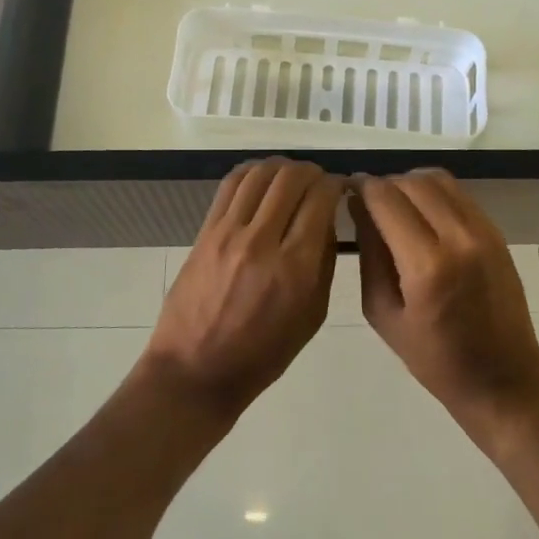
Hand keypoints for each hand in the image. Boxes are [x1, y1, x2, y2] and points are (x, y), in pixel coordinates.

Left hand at [142, 158, 341, 419]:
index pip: (321, 198)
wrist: (195, 371)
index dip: (337, 184)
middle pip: (291, 177)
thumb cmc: (263, 354)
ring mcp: (229, 233)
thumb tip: (329, 218)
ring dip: (283, 168)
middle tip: (319, 183)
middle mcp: (262, 241)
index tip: (342, 189)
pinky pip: (232, 184)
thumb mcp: (312, 316)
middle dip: (313, 172)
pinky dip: (253, 172)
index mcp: (295, 267)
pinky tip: (263, 180)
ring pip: (261, 173)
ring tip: (292, 179)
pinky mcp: (206, 231)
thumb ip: (324, 262)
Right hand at [353, 170, 538, 437]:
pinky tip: (422, 212)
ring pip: (436, 179)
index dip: (361, 187)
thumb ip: (369, 254)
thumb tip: (356, 206)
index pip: (385, 199)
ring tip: (395, 204)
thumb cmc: (435, 358)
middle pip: (410, 182)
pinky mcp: (495, 231)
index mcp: (426, 265)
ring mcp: (481, 230)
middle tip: (367, 202)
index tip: (346, 190)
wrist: (503, 378)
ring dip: (409, 183)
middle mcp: (457, 238)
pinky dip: (433, 191)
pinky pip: (458, 193)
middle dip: (383, 185)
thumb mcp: (383, 314)